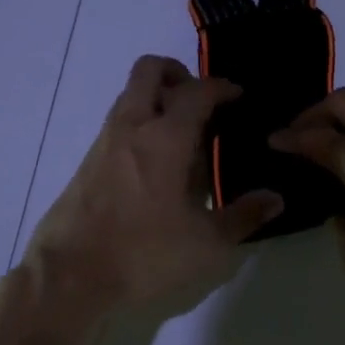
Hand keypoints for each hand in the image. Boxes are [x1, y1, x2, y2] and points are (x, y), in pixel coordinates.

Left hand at [24, 56, 283, 318]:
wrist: (70, 274)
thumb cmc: (144, 253)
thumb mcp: (205, 244)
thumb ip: (243, 216)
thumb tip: (275, 199)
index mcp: (165, 137)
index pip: (197, 91)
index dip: (221, 87)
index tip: (237, 96)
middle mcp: (132, 126)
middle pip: (150, 70)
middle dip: (178, 73)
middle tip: (200, 100)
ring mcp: (105, 140)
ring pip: (130, 93)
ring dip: (156, 96)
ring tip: (182, 132)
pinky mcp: (88, 159)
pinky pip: (118, 120)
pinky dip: (140, 121)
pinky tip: (155, 161)